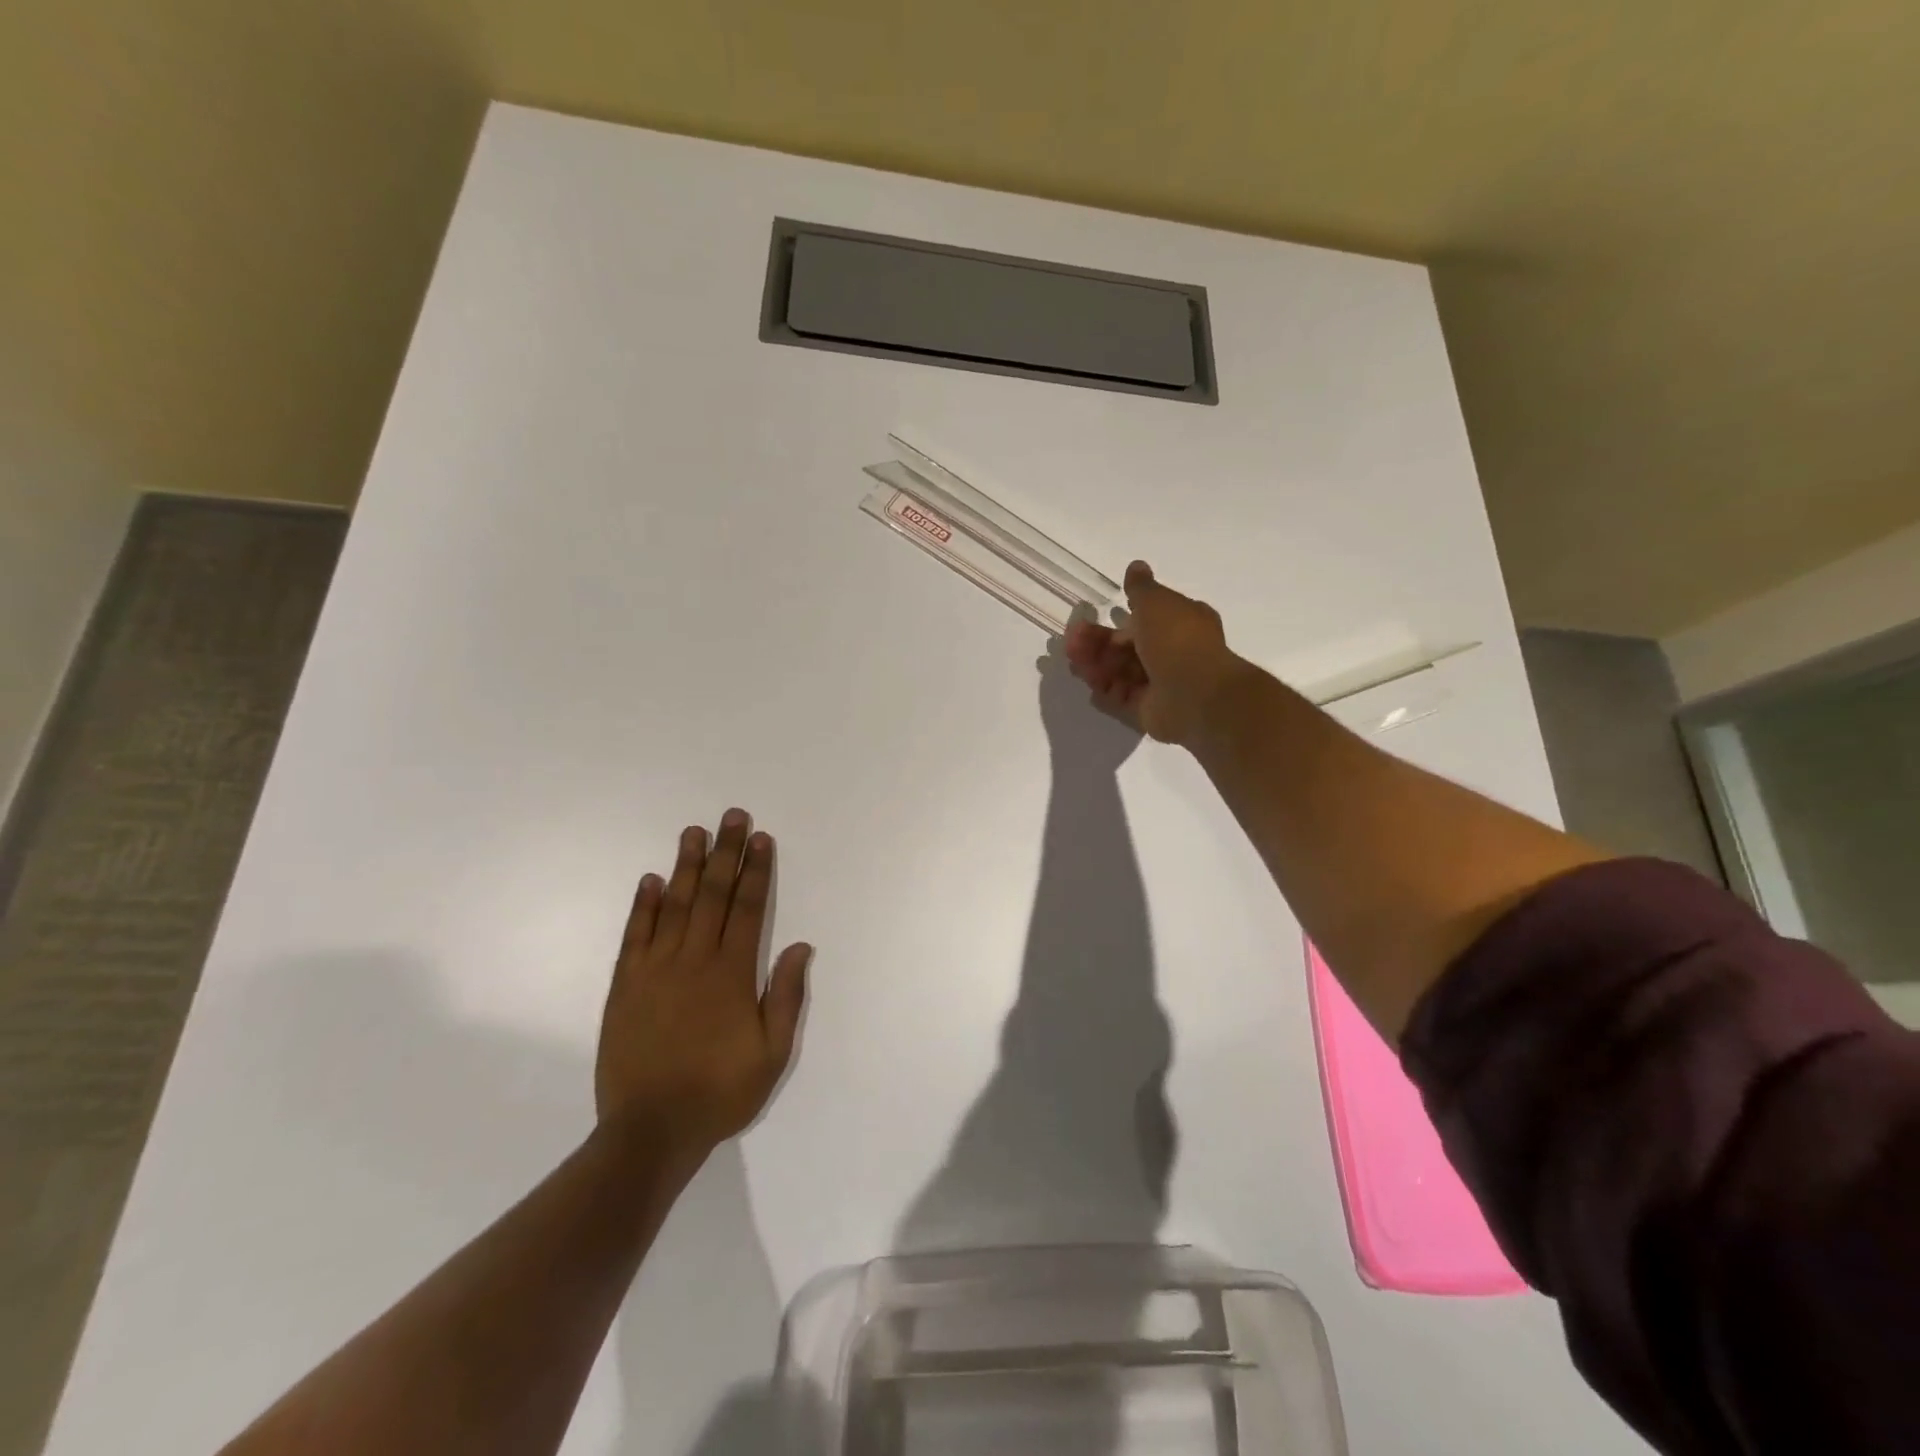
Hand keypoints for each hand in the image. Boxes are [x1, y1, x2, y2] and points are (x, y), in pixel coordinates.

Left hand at [596, 810, 809, 1156]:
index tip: (762, 839)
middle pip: (712, 895)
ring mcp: (655, 970)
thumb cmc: (720, 1092)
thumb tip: (800, 945)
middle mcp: (694, 960)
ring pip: (673, 905)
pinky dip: (642, 906)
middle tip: (732, 817)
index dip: (757, 871)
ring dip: (685, 866)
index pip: (748, 908)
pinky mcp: (625, 985)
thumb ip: (785, 996)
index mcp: (732, 974)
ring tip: (694, 832)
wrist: (650, 1131)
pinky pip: (635, 936)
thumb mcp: (772, 1053)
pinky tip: (649, 880)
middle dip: (725, 853)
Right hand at [1064, 561, 1248, 744]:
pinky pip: (1122, 698)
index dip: (1115, 619)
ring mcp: (1161, 683)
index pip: (1143, 619)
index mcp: (1180, 623)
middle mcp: (1171, 652)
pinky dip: (1106, 691)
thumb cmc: (1176, 640)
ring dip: (1097, 666)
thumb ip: (1141, 588)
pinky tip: (1091, 687)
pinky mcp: (1149, 709)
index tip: (1088, 618)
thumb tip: (1136, 566)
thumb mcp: (1156, 602)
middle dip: (1097, 644)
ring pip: (1121, 671)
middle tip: (1071, 645)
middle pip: (1127, 647)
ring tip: (1075, 665)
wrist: (1194, 694)